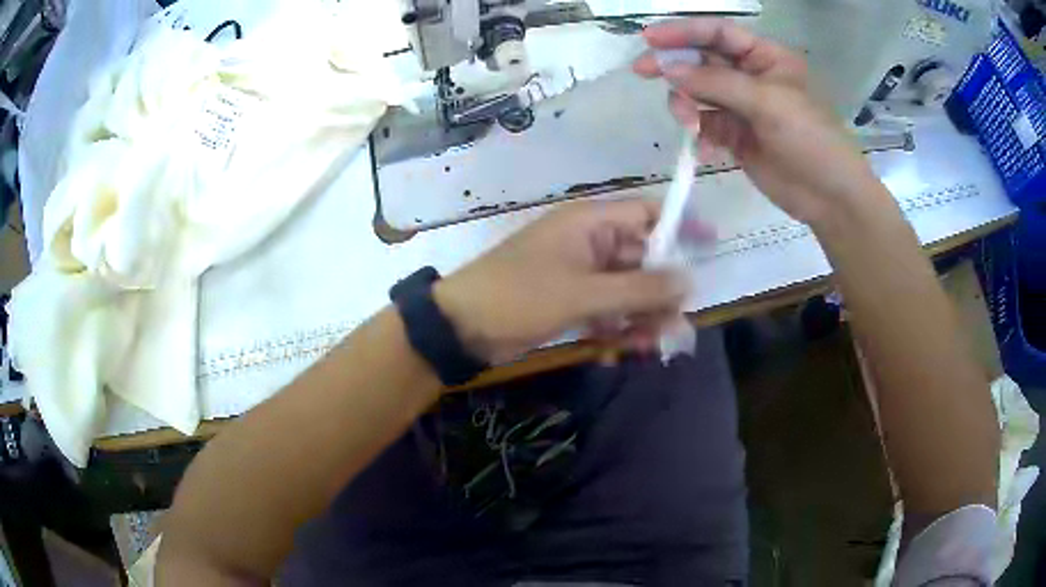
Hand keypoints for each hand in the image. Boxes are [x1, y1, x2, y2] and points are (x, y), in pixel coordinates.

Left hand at [434, 200, 685, 363]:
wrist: (462, 326)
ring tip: (645, 346)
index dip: (681, 227)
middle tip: (674, 327)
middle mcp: (589, 242)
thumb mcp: (583, 293)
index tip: (711, 244)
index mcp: (590, 223)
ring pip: (626, 290)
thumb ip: (639, 289)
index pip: (647, 214)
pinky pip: (606, 309)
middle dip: (659, 293)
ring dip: (639, 317)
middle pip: (642, 259)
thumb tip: (689, 280)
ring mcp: (579, 273)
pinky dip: (615, 328)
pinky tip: (614, 350)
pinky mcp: (570, 300)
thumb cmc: (520, 297)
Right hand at [633, 18, 883, 226]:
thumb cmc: (811, 139)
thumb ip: (717, 84)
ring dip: (686, 103)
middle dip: (674, 65)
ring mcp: (741, 107)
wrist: (830, 197)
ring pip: (698, 92)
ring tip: (689, 123)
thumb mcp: (768, 103)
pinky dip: (698, 132)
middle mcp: (750, 76)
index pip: (718, 34)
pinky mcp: (735, 136)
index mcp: (765, 57)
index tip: (649, 39)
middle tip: (642, 70)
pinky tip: (705, 148)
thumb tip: (668, 70)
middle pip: (702, 60)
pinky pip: (704, 124)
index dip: (684, 32)